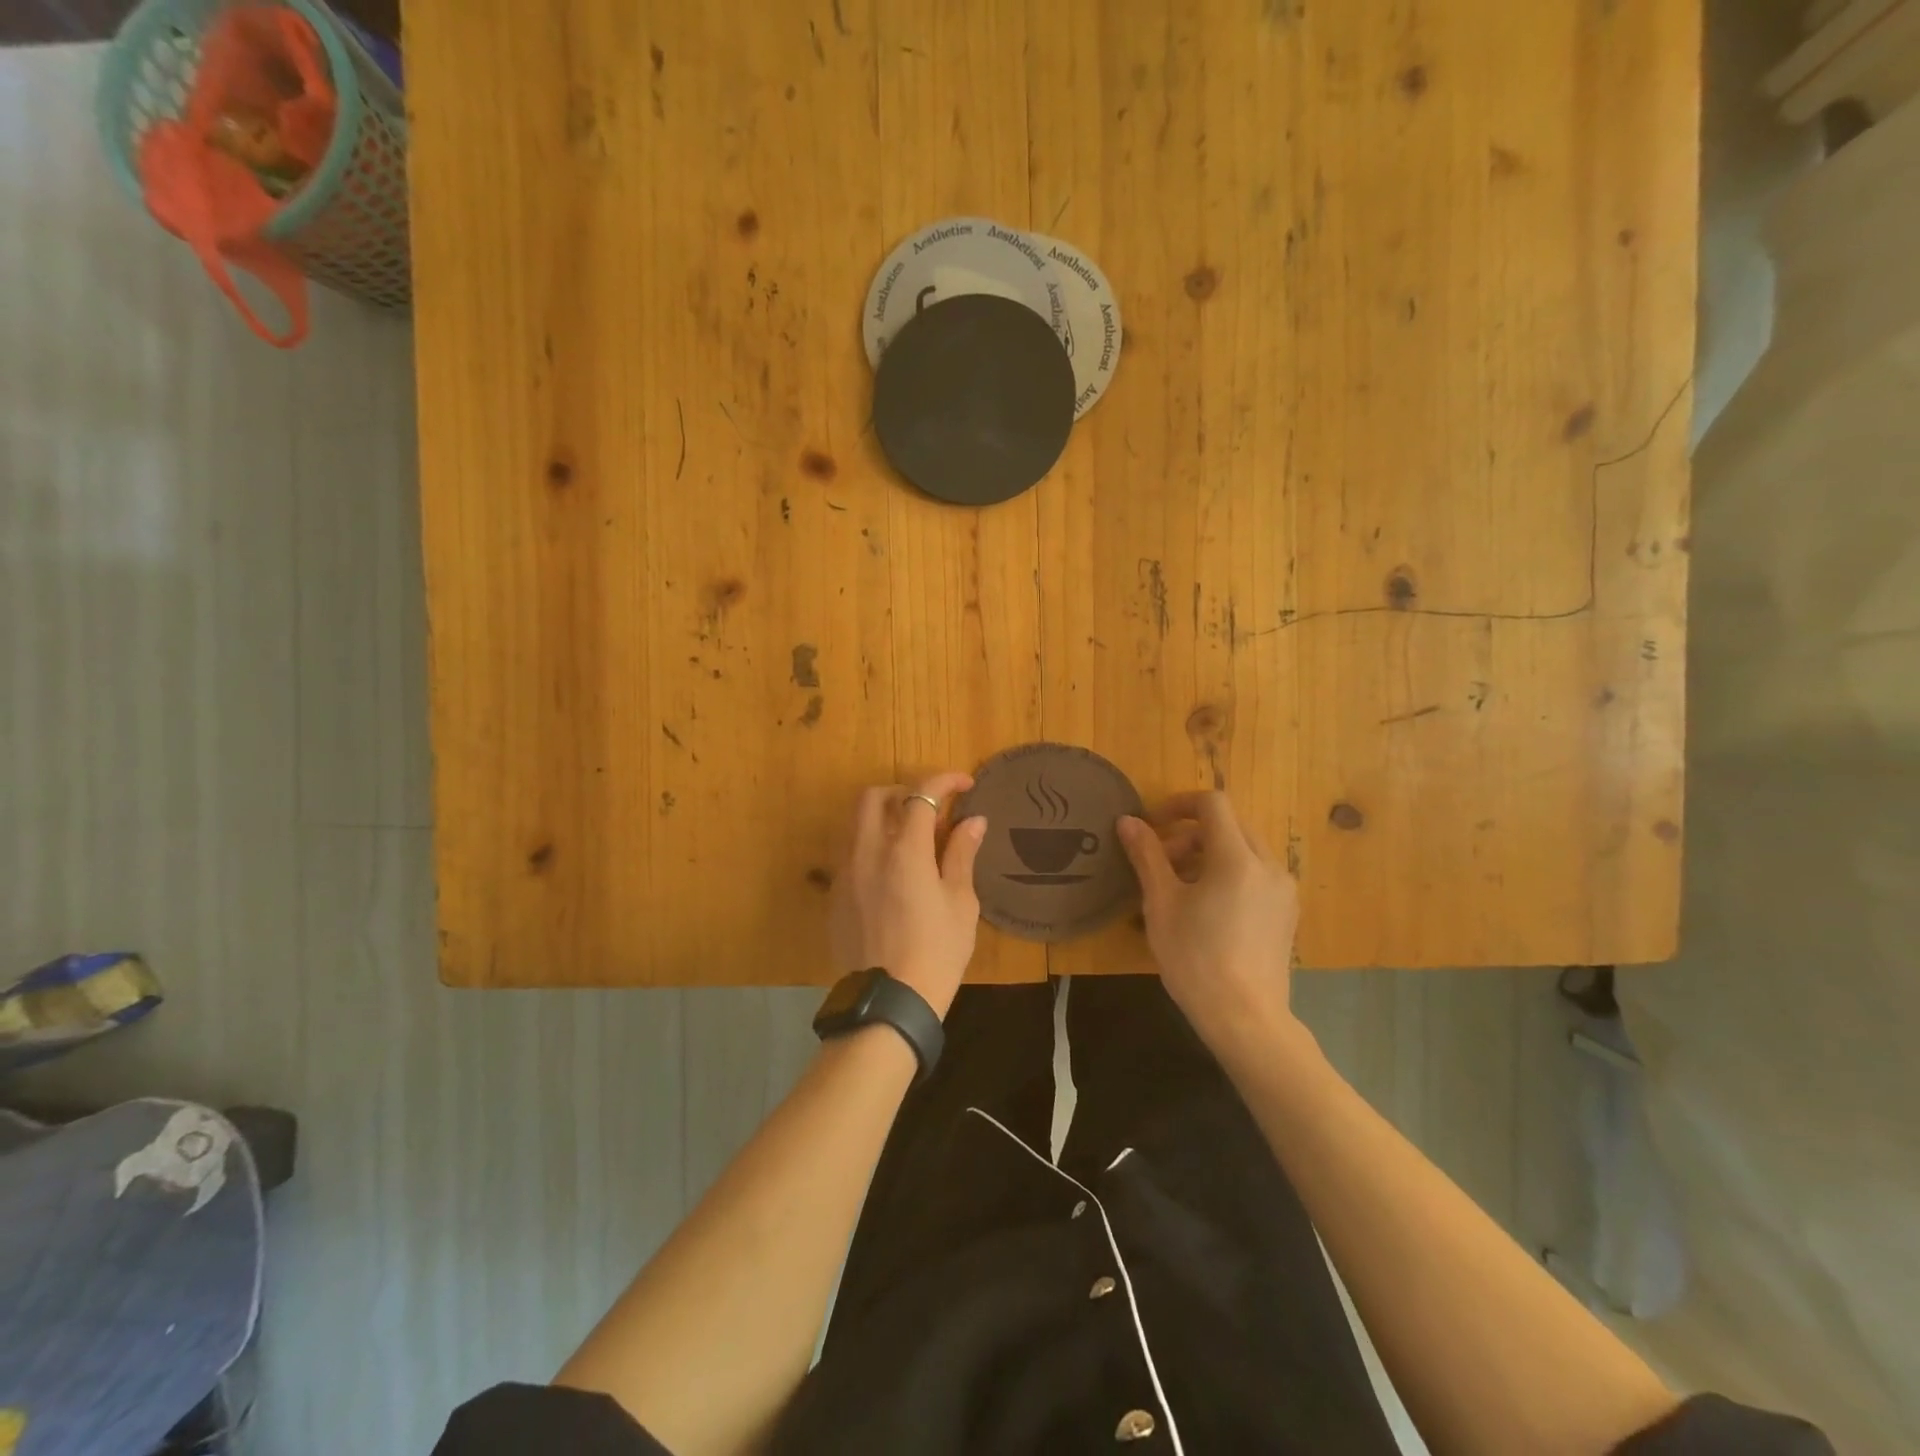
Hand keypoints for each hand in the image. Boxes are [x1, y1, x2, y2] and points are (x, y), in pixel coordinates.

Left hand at [828, 773, 986, 1019]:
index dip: (945, 781)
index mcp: (905, 851)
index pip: (921, 794)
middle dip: (904, 791)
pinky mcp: (833, 895)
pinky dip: (869, 845)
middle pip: (875, 797)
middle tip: (930, 809)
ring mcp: (845, 873)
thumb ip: (962, 855)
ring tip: (909, 838)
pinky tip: (889, 872)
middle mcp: (868, 852)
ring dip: (882, 816)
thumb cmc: (937, 952)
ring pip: (855, 823)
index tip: (965, 784)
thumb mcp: (960, 903)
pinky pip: (848, 853)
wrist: (889, 1001)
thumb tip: (973, 820)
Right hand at [1117, 791, 1299, 1055]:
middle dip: (1190, 834)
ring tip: (1179, 888)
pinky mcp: (1286, 912)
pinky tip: (1206, 909)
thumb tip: (1128, 821)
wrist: (1245, 1018)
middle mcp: (1268, 865)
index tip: (1154, 825)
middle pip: (1229, 826)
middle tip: (1160, 862)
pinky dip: (1229, 874)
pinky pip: (1255, 875)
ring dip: (1208, 854)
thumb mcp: (1161, 903)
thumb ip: (1146, 855)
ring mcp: (1283, 890)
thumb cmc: (1195, 958)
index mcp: (1237, 858)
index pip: (1213, 804)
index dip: (1180, 804)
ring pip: (1243, 850)